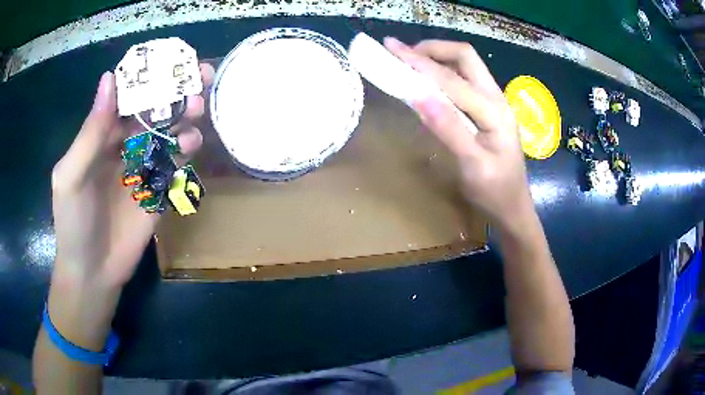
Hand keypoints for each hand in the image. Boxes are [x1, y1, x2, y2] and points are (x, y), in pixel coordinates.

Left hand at [51, 64, 214, 288]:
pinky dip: (187, 149)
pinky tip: (192, 146)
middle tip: (200, 76)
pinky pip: (176, 162)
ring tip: (197, 110)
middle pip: (154, 109)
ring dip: (185, 116)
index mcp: (102, 135)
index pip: (128, 95)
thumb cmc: (74, 223)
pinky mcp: (158, 189)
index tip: (171, 59)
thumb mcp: (71, 176)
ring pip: (169, 132)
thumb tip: (109, 78)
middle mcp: (124, 144)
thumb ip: (90, 132)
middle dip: (175, 91)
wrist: (93, 271)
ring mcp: (143, 167)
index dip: (148, 75)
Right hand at [384, 38, 532, 230]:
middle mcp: (496, 98)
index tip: (391, 50)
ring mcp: (494, 101)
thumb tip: (418, 95)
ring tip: (410, 60)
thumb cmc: (494, 192)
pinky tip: (428, 79)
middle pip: (466, 57)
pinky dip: (443, 71)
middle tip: (403, 54)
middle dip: (433, 49)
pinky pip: (465, 78)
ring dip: (438, 57)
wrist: (513, 207)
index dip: (420, 63)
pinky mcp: (488, 108)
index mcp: (494, 111)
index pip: (452, 78)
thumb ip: (448, 128)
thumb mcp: (472, 165)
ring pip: (466, 64)